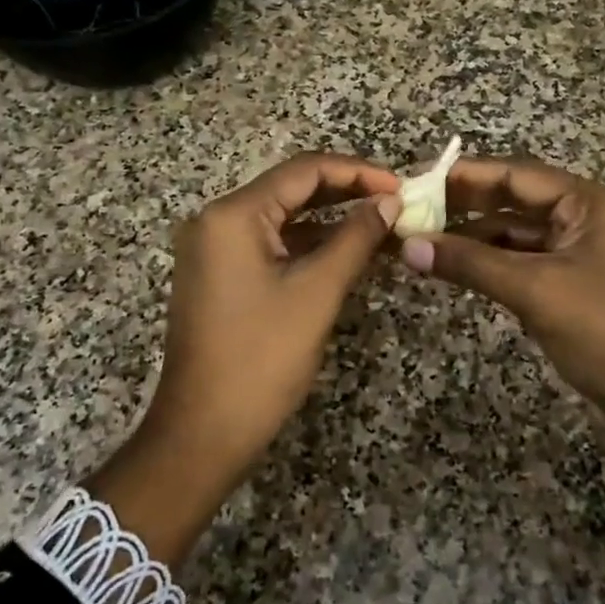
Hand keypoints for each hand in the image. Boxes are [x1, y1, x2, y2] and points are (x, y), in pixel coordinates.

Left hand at [91, 154, 399, 562]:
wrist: (203, 432)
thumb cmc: (261, 359)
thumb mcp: (316, 293)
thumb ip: (356, 239)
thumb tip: (390, 203)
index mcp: (233, 215)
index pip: (303, 171)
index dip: (357, 172)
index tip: (401, 187)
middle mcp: (216, 221)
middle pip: (291, 190)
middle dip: (345, 193)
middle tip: (396, 203)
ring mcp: (214, 249)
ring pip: (282, 219)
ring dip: (330, 220)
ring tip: (382, 225)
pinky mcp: (219, 276)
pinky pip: (270, 245)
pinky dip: (308, 246)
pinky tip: (347, 252)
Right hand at [398, 155, 604, 460]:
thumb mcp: (536, 291)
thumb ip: (470, 264)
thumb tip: (406, 246)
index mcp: (588, 203)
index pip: (516, 174)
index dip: (463, 175)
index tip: (414, 181)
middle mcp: (583, 218)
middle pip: (513, 200)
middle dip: (463, 206)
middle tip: (409, 212)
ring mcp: (577, 253)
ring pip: (513, 234)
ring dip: (471, 238)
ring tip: (419, 242)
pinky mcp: (569, 285)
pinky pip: (520, 262)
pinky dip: (487, 264)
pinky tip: (451, 269)